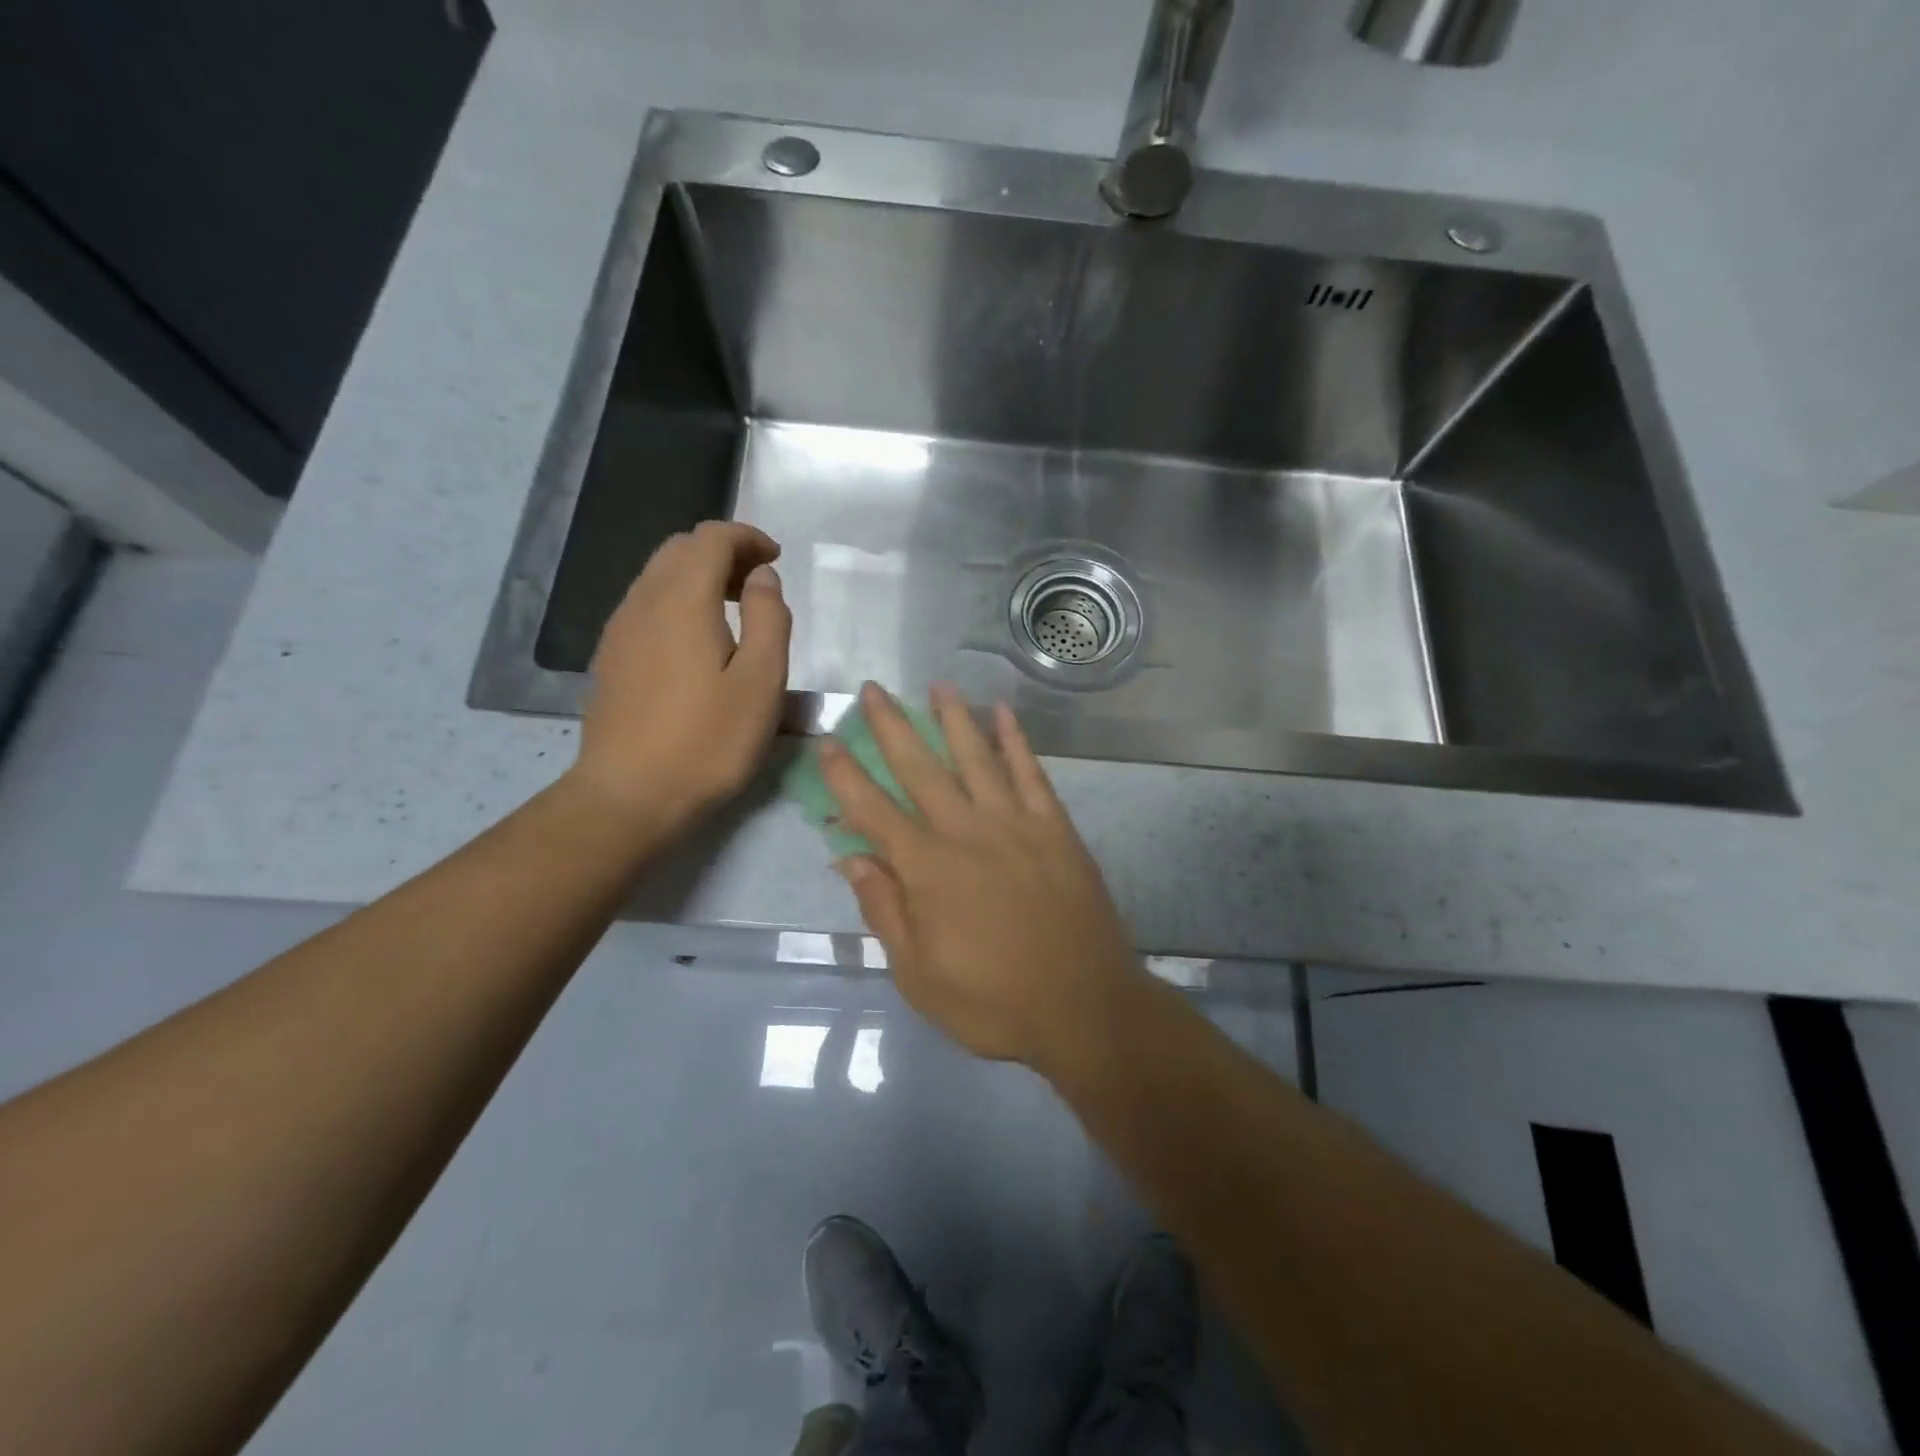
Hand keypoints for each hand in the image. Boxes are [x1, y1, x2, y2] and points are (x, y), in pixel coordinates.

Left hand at [568, 521, 791, 836]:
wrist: (630, 795)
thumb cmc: (708, 741)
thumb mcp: (761, 682)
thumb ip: (769, 618)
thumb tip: (762, 577)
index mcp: (683, 600)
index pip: (710, 537)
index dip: (747, 537)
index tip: (776, 559)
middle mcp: (644, 602)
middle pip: (680, 549)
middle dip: (723, 552)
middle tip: (758, 585)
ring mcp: (620, 630)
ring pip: (658, 576)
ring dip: (698, 576)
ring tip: (733, 612)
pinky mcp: (611, 658)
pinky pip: (646, 605)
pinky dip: (677, 601)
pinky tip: (698, 644)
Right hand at [820, 682, 1148, 1069]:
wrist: (1082, 1008)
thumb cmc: (992, 1002)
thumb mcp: (918, 974)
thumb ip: (884, 910)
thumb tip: (849, 858)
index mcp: (927, 869)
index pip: (873, 811)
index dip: (846, 776)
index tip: (828, 741)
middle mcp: (966, 832)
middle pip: (921, 768)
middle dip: (893, 727)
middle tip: (874, 690)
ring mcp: (1015, 824)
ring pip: (977, 758)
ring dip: (954, 718)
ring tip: (937, 686)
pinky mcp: (1055, 828)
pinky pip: (1031, 774)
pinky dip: (1017, 741)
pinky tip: (1005, 714)